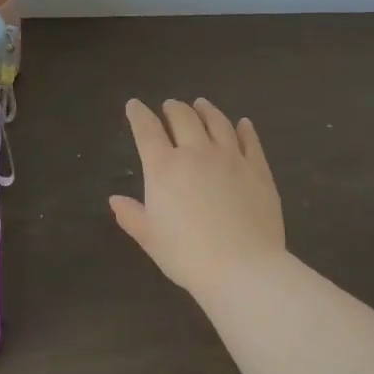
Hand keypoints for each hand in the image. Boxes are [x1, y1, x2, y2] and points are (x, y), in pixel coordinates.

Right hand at [109, 98, 285, 297]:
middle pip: (183, 118)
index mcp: (164, 167)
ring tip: (201, 104)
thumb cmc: (187, 255)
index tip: (134, 105)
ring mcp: (231, 158)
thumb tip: (115, 200)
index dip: (138, 114)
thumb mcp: (150, 238)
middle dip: (173, 108)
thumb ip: (132, 215)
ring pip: (217, 122)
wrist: (243, 268)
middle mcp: (196, 153)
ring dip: (206, 110)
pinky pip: (250, 141)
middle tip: (170, 106)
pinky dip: (245, 129)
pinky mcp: (258, 171)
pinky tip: (243, 124)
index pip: (147, 130)